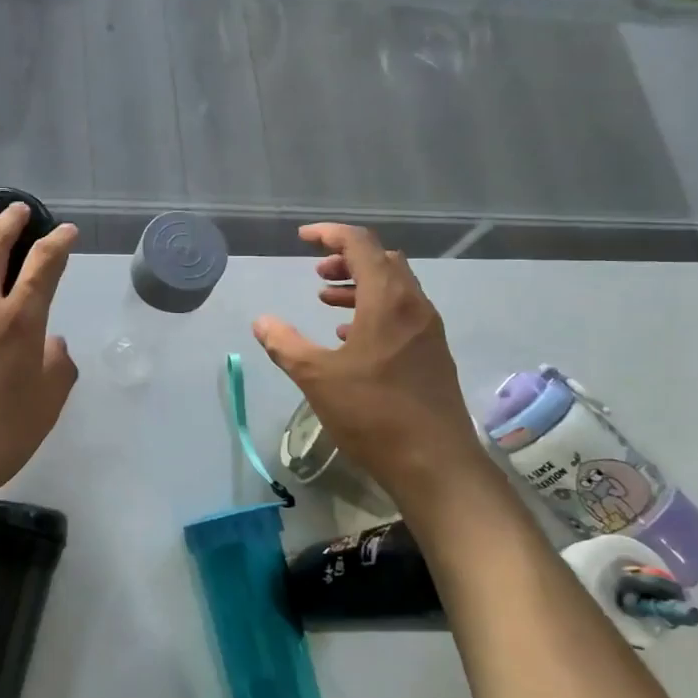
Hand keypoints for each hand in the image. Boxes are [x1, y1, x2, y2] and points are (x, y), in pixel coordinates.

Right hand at [253, 223, 491, 516]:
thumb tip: (262, 321)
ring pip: (395, 288)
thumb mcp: (317, 378)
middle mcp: (414, 305)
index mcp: (388, 300)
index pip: (361, 245)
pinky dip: (375, 310)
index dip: (330, 235)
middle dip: (347, 260)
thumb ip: (285, 344)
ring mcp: (428, 330)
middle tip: (317, 273)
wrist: (435, 463)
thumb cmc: (373, 414)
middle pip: (383, 261)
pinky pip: (402, 313)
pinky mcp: (433, 353)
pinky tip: (351, 337)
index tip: (303, 238)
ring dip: (360, 285)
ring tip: (326, 299)